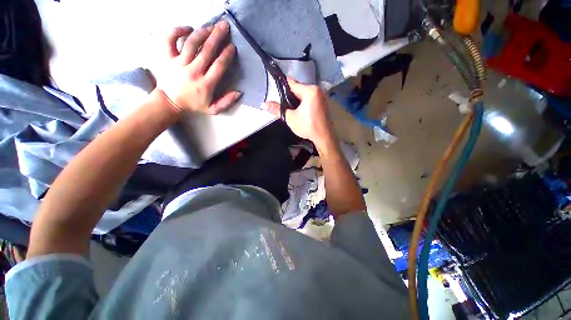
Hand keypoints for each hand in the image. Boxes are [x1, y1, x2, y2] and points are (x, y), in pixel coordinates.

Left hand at [156, 21, 240, 114]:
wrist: (169, 102)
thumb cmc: (193, 105)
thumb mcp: (213, 109)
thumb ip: (226, 102)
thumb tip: (239, 92)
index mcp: (206, 85)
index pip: (218, 66)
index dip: (226, 55)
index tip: (232, 46)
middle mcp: (193, 71)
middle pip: (207, 51)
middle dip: (217, 37)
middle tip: (224, 26)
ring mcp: (179, 63)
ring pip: (192, 43)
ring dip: (202, 33)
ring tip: (211, 26)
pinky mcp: (167, 58)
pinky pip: (170, 40)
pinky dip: (177, 31)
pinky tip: (188, 28)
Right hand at [263, 78, 333, 146]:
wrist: (323, 137)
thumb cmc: (307, 126)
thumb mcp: (290, 118)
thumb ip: (277, 109)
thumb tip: (263, 105)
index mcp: (310, 90)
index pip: (292, 83)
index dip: (282, 85)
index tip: (274, 87)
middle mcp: (317, 90)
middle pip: (298, 89)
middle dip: (290, 96)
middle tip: (282, 104)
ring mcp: (321, 97)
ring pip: (304, 95)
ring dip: (296, 100)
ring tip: (289, 109)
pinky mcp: (322, 103)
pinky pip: (309, 99)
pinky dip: (303, 103)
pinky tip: (299, 111)